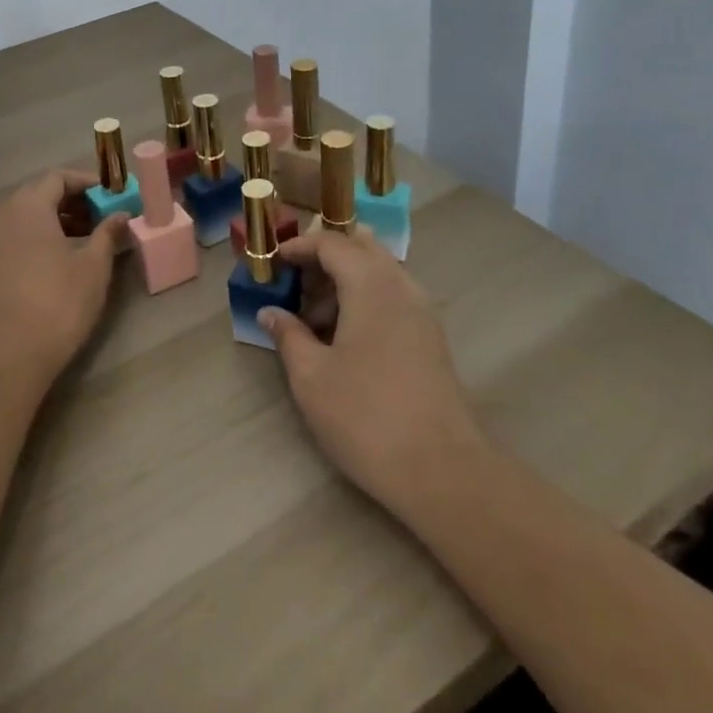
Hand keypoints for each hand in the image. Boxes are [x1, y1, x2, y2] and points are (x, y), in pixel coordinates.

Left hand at [0, 168, 128, 384]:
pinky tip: (62, 258)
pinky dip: (40, 236)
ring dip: (57, 219)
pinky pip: (17, 236)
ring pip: (27, 216)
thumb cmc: (60, 301)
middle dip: (72, 200)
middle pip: (39, 194)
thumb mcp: (94, 265)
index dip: (86, 182)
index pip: (57, 178)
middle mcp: (5, 217)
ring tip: (87, 238)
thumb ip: (108, 233)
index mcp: (30, 208)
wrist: (15, 352)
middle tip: (101, 215)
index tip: (110, 195)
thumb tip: (121, 215)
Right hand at [264, 228, 486, 516]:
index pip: (331, 243)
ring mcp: (422, 311)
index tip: (274, 264)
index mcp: (370, 284)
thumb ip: (288, 335)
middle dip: (325, 258)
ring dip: (345, 281)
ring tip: (315, 320)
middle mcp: (401, 286)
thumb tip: (270, 313)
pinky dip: (365, 300)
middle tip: (295, 285)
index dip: (299, 246)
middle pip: (361, 248)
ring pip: (379, 273)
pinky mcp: (431, 337)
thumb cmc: (365, 416)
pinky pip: (393, 297)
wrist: (441, 469)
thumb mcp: (311, 377)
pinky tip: (345, 339)